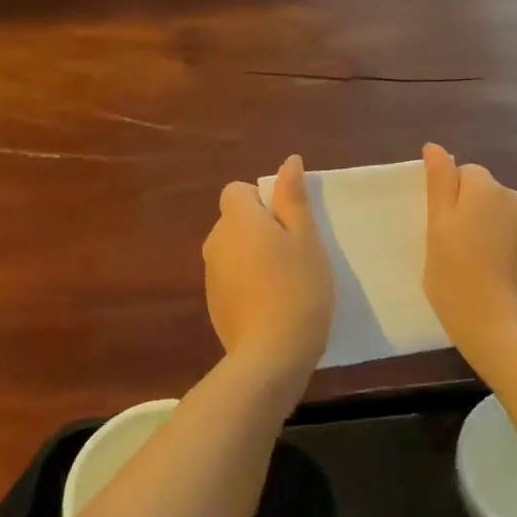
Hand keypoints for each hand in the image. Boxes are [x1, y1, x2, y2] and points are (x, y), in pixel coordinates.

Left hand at [204, 154, 332, 373]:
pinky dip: (248, 282)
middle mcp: (215, 241)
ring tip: (286, 282)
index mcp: (236, 220)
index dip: (262, 200)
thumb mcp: (306, 238)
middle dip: (261, 229)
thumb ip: (293, 198)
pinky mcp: (213, 303)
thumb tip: (288, 162)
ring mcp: (210, 275)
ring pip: (233, 250)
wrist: (271, 354)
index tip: (288, 223)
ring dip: (254, 256)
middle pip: (235, 220)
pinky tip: (272, 305)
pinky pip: (231, 277)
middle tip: (295, 253)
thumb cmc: (298, 287)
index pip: (236, 190)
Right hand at [422, 143, 516, 356]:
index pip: (465, 175)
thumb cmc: (458, 280)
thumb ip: (439, 184)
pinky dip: (513, 256)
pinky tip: (502, 285)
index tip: (442, 234)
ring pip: (508, 221)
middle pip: (489, 196)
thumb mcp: (437, 230)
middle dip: (475, 216)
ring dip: (495, 235)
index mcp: (488, 189)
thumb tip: (435, 147)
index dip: (450, 202)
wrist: (508, 332)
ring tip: (480, 273)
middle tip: (456, 254)